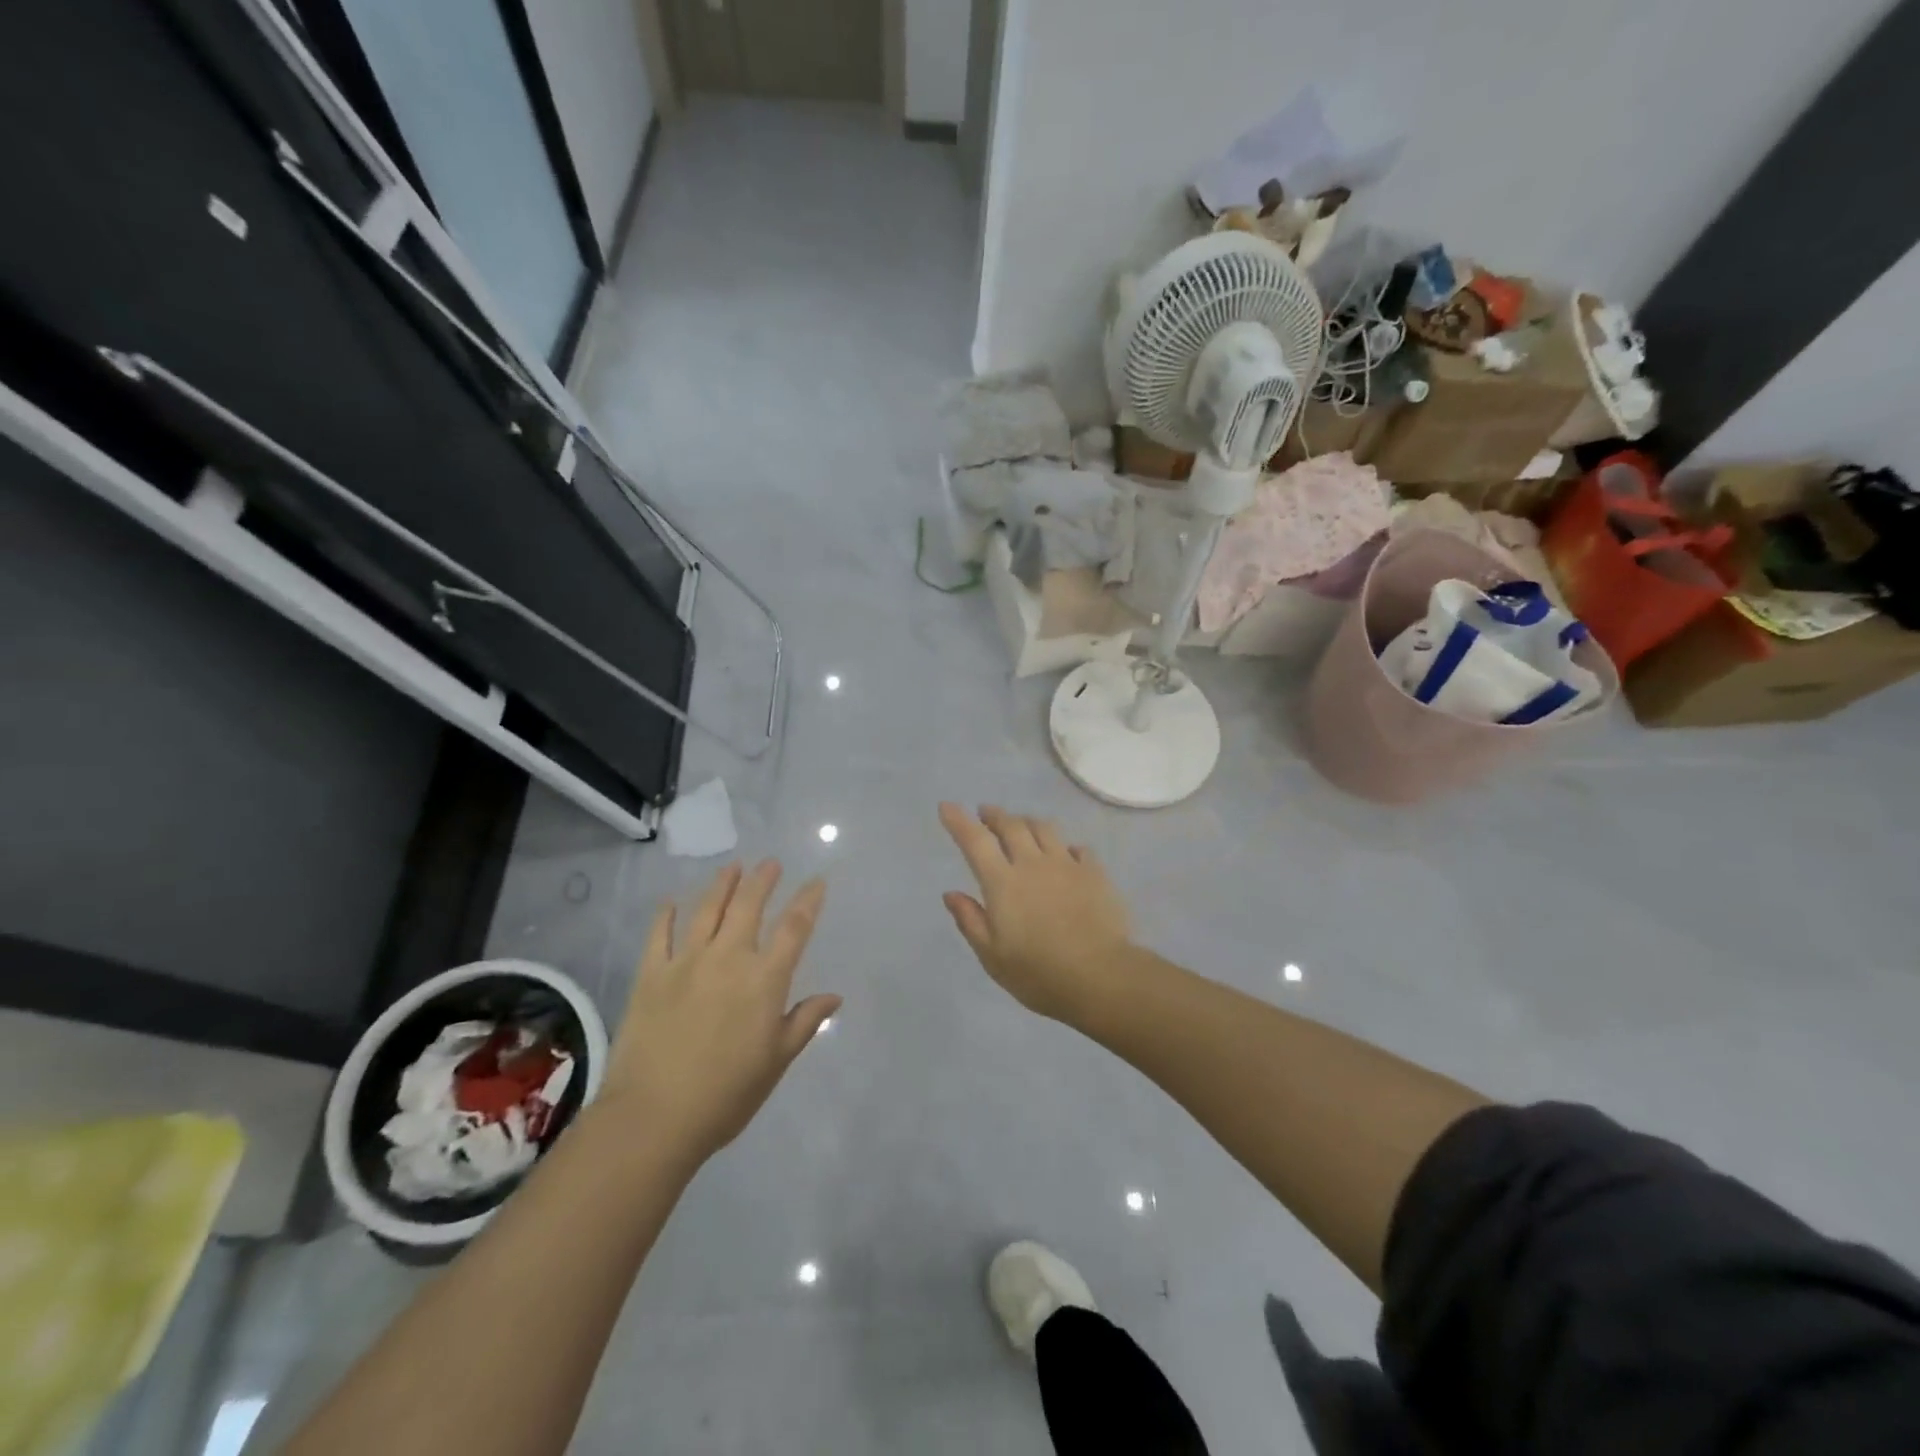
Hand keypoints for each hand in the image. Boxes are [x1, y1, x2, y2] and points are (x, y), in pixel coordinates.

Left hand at [600, 862, 838, 1167]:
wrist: (654, 1117)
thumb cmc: (726, 1094)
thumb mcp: (776, 1061)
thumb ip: (804, 1022)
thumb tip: (834, 996)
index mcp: (765, 980)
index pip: (794, 928)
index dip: (808, 901)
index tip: (816, 881)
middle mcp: (729, 958)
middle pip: (749, 906)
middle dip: (763, 880)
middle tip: (770, 863)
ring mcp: (686, 962)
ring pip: (708, 909)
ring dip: (723, 884)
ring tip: (733, 867)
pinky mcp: (651, 974)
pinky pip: (659, 934)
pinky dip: (666, 914)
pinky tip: (671, 901)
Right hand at [938, 803, 1132, 1020]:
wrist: (1100, 977)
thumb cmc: (1038, 973)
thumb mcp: (992, 956)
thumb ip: (970, 921)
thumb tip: (951, 893)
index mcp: (1003, 882)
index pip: (975, 841)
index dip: (959, 821)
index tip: (947, 806)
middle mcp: (1033, 863)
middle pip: (1012, 826)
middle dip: (995, 815)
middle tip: (985, 813)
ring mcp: (1067, 865)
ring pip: (1044, 828)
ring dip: (1027, 821)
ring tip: (1021, 825)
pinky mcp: (1095, 873)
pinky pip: (1077, 847)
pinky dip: (1064, 845)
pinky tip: (1065, 853)